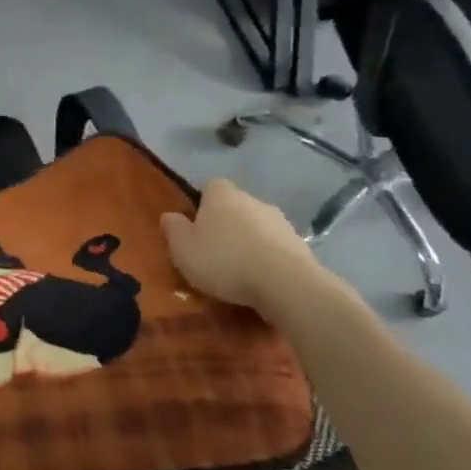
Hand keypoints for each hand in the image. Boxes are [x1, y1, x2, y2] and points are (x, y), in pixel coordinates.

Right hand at [161, 179, 324, 314]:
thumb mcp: (183, 249)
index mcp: (222, 195)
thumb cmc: (224, 260)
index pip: (211, 186)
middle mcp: (252, 200)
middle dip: (227, 223)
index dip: (203, 203)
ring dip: (250, 241)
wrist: (285, 283)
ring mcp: (280, 222)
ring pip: (258, 226)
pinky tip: (262, 280)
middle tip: (215, 250)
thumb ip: (174, 229)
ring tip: (240, 269)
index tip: (197, 224)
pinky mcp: (300, 245)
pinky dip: (269, 258)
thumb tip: (169, 216)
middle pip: (236, 206)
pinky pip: (276, 247)